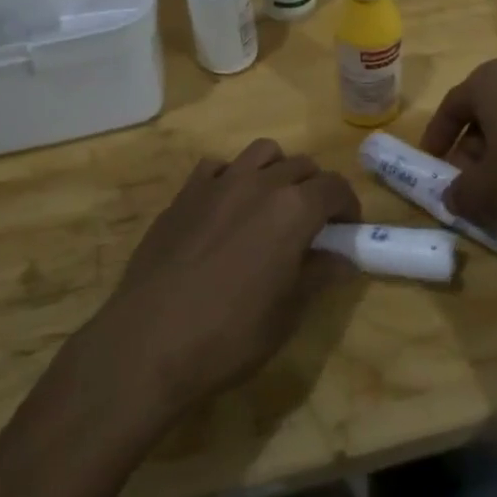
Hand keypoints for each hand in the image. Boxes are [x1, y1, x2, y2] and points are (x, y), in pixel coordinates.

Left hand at [92, 140, 359, 418]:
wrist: (148, 343)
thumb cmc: (229, 335)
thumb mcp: (287, 313)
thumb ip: (318, 275)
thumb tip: (342, 259)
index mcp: (292, 209)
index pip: (335, 188)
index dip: (348, 206)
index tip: (347, 229)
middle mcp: (258, 183)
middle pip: (301, 166)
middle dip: (315, 188)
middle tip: (313, 223)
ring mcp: (217, 183)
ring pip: (261, 153)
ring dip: (277, 171)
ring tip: (272, 205)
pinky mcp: (184, 194)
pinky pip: (217, 166)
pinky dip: (232, 177)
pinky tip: (227, 208)